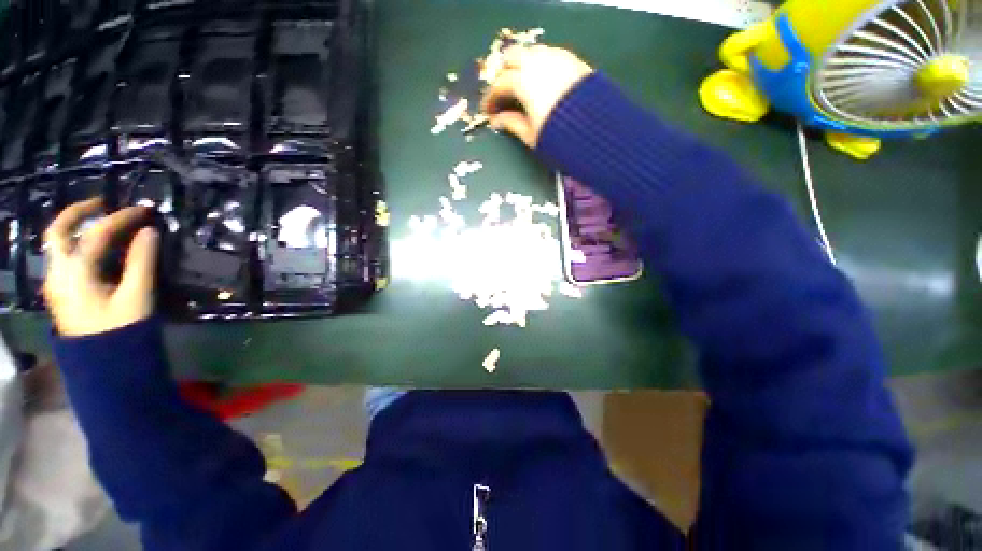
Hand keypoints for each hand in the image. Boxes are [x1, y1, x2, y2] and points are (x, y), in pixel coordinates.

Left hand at [43, 199, 158, 336]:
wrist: (104, 365)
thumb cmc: (121, 331)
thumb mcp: (137, 296)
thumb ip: (141, 261)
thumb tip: (149, 232)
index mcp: (75, 274)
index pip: (96, 234)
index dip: (121, 218)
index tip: (144, 210)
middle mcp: (58, 273)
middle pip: (58, 232)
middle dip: (78, 212)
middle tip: (103, 204)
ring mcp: (56, 283)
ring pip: (58, 244)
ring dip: (77, 227)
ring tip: (102, 222)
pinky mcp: (62, 291)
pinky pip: (64, 257)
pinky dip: (78, 244)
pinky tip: (96, 247)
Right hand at [481, 45, 593, 146]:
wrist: (596, 130)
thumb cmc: (558, 136)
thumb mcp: (531, 134)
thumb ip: (511, 124)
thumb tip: (496, 120)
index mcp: (523, 82)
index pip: (499, 85)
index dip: (490, 99)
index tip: (487, 111)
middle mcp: (537, 62)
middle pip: (511, 57)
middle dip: (502, 74)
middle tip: (501, 95)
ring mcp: (556, 57)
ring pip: (530, 52)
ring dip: (520, 66)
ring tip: (520, 88)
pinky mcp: (571, 59)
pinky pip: (548, 54)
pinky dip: (537, 65)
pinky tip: (539, 81)